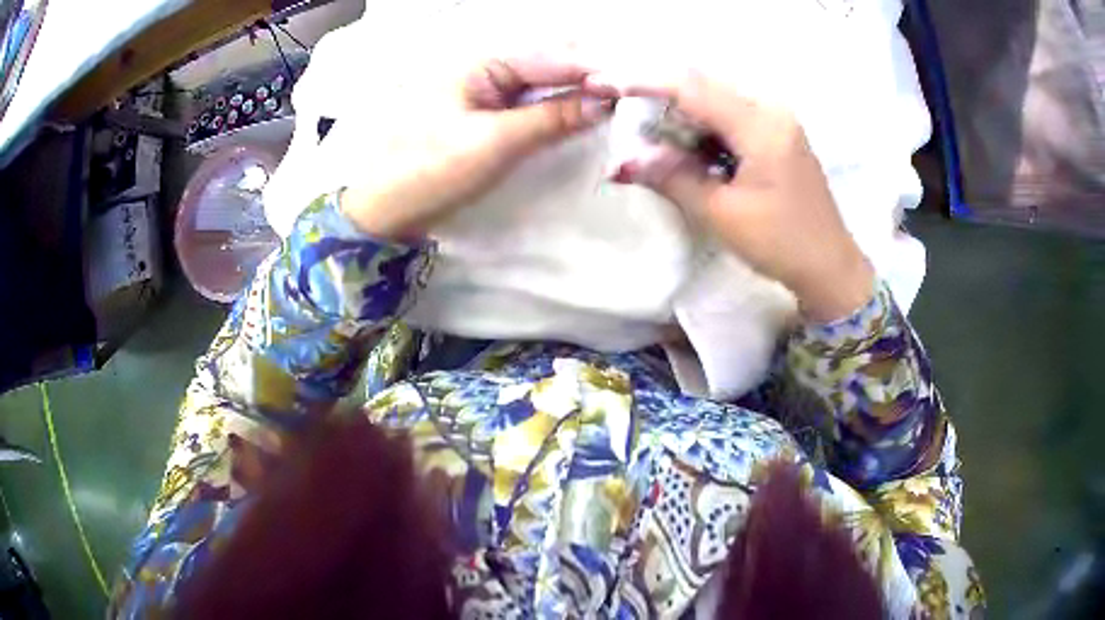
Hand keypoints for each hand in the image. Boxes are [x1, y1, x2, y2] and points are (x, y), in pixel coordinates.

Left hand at [340, 56, 613, 240]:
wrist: (386, 211)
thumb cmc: (429, 170)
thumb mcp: (493, 142)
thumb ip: (551, 118)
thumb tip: (606, 102)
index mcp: (480, 63)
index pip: (550, 57)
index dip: (593, 69)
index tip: (635, 84)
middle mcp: (486, 69)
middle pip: (550, 65)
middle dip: (590, 77)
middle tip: (633, 94)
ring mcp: (487, 93)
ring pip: (544, 85)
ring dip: (578, 93)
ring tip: (620, 103)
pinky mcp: (488, 117)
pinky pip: (532, 105)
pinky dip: (559, 110)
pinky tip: (585, 115)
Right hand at [599, 73, 874, 322]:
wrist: (829, 266)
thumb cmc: (780, 243)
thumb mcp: (721, 213)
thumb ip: (672, 177)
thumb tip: (623, 161)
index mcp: (761, 124)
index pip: (693, 88)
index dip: (645, 82)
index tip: (606, 84)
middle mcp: (771, 109)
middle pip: (703, 87)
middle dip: (661, 100)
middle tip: (628, 122)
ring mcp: (777, 119)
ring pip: (715, 99)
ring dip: (681, 115)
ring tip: (655, 142)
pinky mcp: (777, 133)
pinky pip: (730, 115)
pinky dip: (703, 127)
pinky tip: (690, 150)